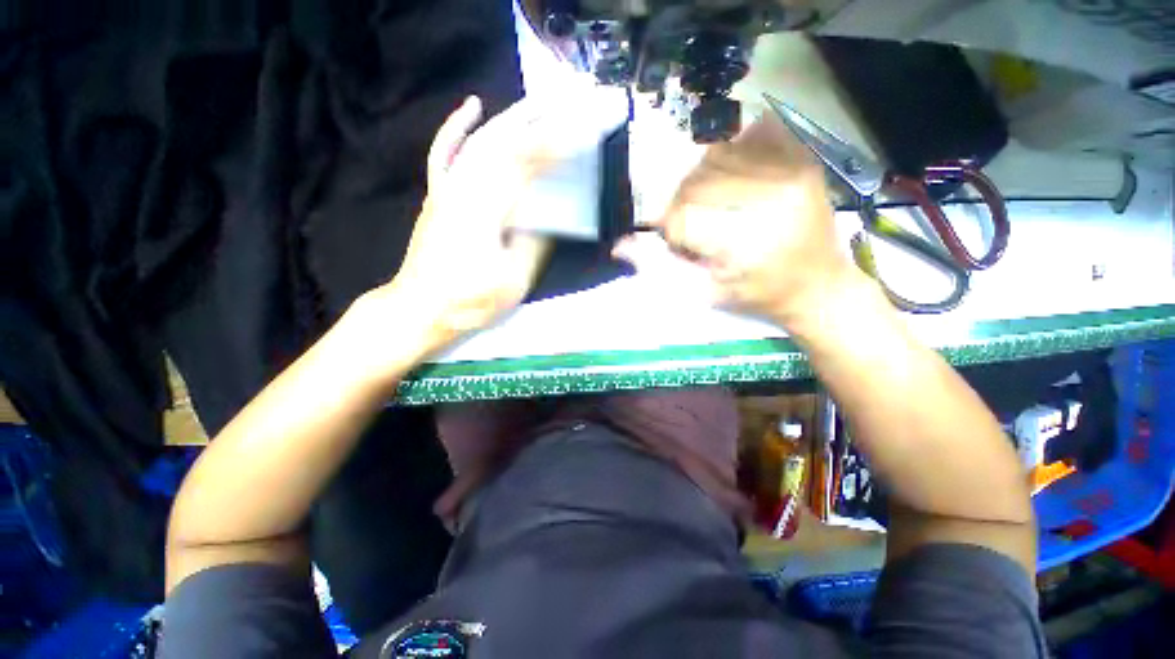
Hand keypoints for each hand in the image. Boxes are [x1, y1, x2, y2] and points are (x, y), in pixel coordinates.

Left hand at [363, 85, 626, 359]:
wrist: (420, 308)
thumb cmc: (469, 301)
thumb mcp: (514, 281)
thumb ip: (533, 245)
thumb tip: (545, 220)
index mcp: (485, 211)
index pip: (524, 167)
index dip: (554, 148)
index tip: (580, 133)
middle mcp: (463, 189)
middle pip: (504, 143)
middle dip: (539, 122)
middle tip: (568, 104)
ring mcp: (447, 188)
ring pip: (480, 140)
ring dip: (511, 118)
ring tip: (539, 101)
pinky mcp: (439, 194)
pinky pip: (446, 152)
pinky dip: (457, 127)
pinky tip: (472, 105)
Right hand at [615, 114, 861, 324]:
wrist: (818, 286)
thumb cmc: (757, 296)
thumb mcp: (703, 292)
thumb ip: (659, 267)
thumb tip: (620, 245)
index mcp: (746, 241)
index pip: (683, 215)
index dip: (671, 228)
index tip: (679, 243)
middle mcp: (770, 197)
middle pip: (697, 181)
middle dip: (682, 203)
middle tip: (692, 225)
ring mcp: (792, 170)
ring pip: (717, 155)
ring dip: (701, 179)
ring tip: (712, 204)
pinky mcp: (804, 158)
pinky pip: (753, 133)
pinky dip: (733, 150)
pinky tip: (735, 177)